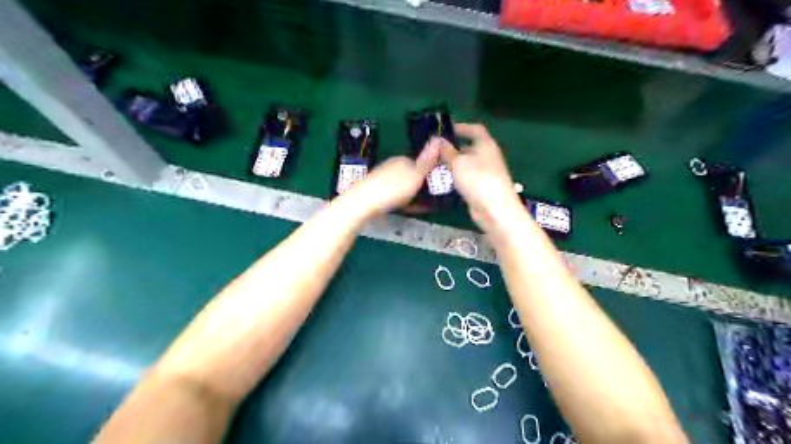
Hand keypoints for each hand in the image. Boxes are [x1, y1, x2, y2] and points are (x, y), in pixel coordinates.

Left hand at [346, 139, 442, 214]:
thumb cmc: (393, 188)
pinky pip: (394, 194)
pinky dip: (401, 200)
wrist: (364, 202)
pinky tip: (403, 209)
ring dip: (410, 194)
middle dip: (419, 185)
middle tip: (429, 199)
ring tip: (418, 206)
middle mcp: (392, 166)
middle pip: (411, 174)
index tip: (436, 186)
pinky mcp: (376, 191)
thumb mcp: (415, 175)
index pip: (421, 163)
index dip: (429, 174)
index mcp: (402, 159)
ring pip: (402, 185)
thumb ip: (427, 161)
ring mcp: (382, 178)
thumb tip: (437, 139)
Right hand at [436, 121, 523, 232]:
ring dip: (452, 164)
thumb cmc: (477, 179)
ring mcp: (486, 173)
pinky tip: (443, 181)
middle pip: (469, 147)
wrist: (494, 209)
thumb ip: (446, 150)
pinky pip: (466, 177)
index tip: (445, 129)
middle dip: (452, 148)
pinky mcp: (481, 187)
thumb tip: (437, 140)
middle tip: (434, 150)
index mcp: (486, 144)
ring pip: (466, 164)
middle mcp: (488, 156)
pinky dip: (456, 177)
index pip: (475, 129)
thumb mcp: (458, 162)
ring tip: (434, 165)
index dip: (461, 127)